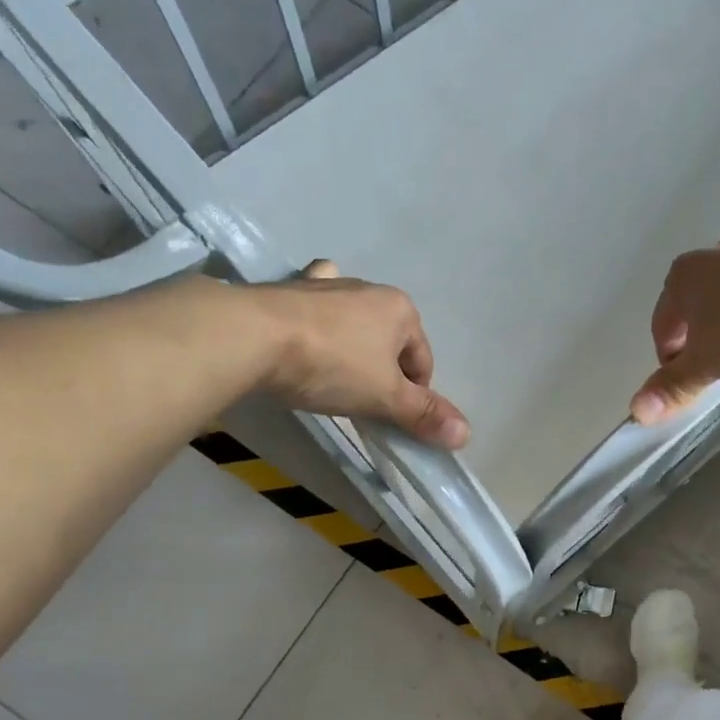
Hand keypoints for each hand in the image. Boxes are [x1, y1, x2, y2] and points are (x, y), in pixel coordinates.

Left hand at [247, 260, 470, 448]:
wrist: (252, 336)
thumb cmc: (331, 366)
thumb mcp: (385, 397)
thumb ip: (424, 414)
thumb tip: (466, 435)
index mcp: (401, 310)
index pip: (422, 362)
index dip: (414, 396)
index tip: (391, 419)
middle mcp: (369, 289)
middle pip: (390, 343)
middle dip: (383, 373)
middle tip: (361, 403)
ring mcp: (327, 285)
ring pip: (354, 324)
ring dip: (352, 349)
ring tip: (333, 378)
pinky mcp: (290, 289)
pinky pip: (315, 307)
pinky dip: (318, 320)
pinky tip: (308, 331)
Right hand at [629, 236, 719, 423]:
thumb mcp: (706, 365)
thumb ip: (672, 387)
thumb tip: (636, 412)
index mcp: (681, 277)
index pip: (662, 327)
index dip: (670, 361)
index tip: (688, 383)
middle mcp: (711, 255)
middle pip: (694, 309)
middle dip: (699, 340)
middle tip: (717, 369)